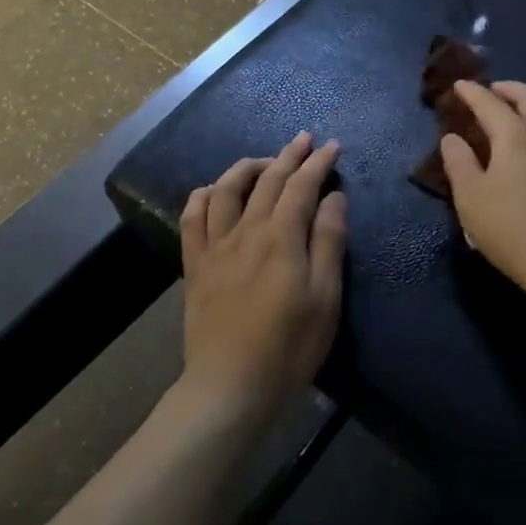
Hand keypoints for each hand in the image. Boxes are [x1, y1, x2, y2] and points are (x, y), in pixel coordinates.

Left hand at [179, 133, 346, 419]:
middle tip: (304, 139)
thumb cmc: (289, 347)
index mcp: (282, 237)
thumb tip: (333, 197)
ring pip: (228, 189)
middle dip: (289, 155)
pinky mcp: (196, 265)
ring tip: (265, 161)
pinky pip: (192, 218)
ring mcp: (216, 246)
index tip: (333, 146)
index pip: (302, 186)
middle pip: (268, 180)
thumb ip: (329, 242)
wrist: (230, 385)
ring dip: (248, 167)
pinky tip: (212, 191)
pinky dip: (203, 196)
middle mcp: (247, 230)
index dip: (318, 163)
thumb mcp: (325, 298)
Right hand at [440, 80, 525, 290]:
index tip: (459, 85)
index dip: (472, 92)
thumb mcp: (470, 197)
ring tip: (524, 99)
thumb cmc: (510, 228)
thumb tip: (452, 138)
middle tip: (493, 89)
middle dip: (509, 87)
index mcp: (515, 136)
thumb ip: (458, 162)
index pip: (490, 103)